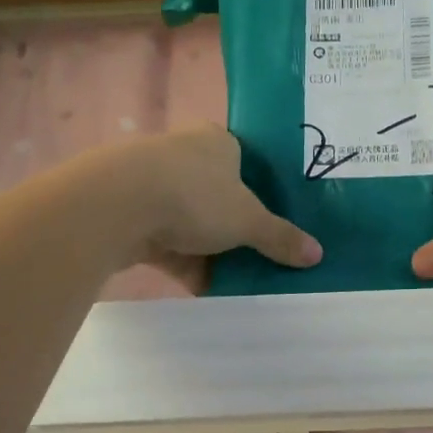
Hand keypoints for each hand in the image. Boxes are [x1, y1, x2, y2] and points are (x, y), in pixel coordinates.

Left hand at [97, 127, 321, 291]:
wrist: (116, 205)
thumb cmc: (194, 196)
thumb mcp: (248, 220)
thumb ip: (280, 237)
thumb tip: (317, 255)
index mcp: (217, 142)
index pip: (246, 162)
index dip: (263, 191)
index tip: (278, 219)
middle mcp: (185, 156)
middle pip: (221, 196)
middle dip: (239, 228)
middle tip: (265, 255)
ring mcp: (154, 185)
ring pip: (194, 222)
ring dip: (213, 251)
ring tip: (241, 280)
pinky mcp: (132, 214)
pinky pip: (169, 243)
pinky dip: (186, 265)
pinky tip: (206, 291)